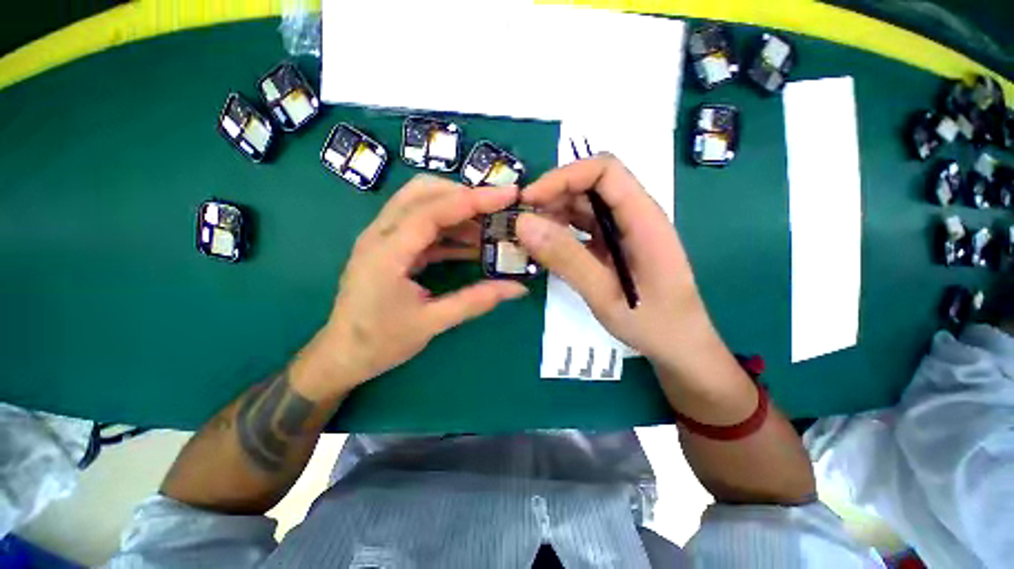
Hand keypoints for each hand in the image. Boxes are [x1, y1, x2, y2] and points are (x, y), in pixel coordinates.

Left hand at [293, 176, 527, 398]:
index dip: (474, 199)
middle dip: (464, 195)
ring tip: (490, 226)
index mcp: (387, 252)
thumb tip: (518, 288)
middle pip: (423, 193)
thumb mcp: (432, 323)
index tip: (508, 194)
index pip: (433, 210)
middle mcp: (380, 234)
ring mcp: (383, 238)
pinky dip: (449, 229)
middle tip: (498, 209)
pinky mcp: (390, 248)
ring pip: (422, 204)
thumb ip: (476, 301)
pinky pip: (422, 226)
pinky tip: (472, 243)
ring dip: (458, 210)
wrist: (342, 356)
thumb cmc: (381, 342)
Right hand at [516, 154, 718, 374]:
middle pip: (589, 186)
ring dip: (553, 215)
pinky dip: (559, 233)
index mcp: (642, 218)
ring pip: (583, 206)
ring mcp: (622, 231)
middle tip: (521, 222)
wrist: (678, 345)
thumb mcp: (605, 294)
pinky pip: (582, 228)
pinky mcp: (612, 246)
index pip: (604, 171)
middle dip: (552, 196)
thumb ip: (566, 258)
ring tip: (527, 237)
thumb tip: (523, 223)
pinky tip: (544, 248)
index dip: (564, 177)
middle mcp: (633, 216)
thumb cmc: (652, 322)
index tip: (530, 200)